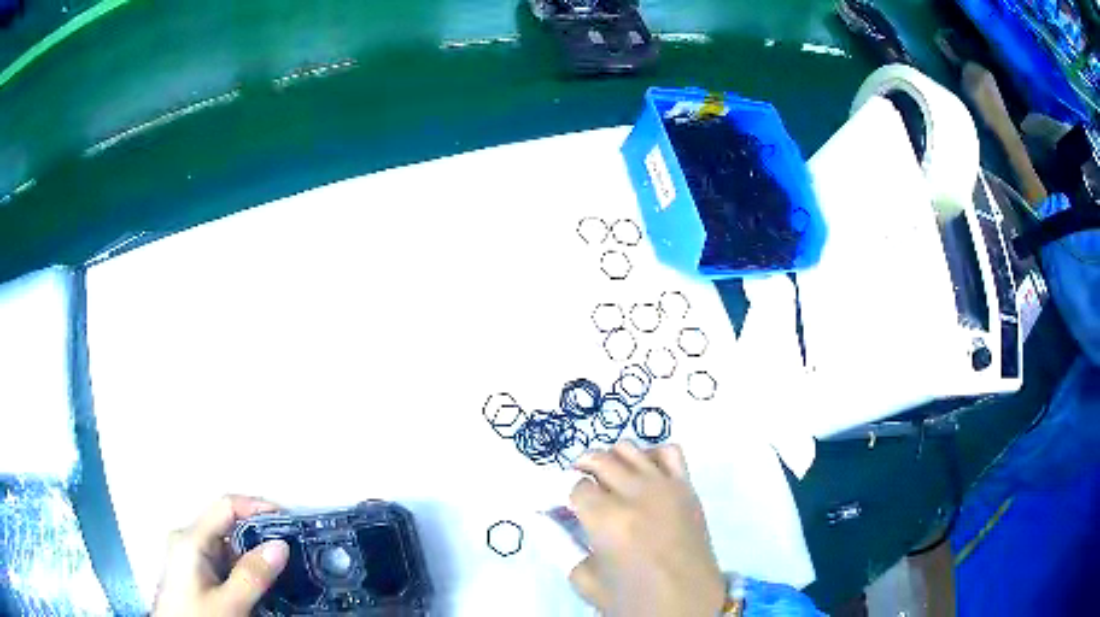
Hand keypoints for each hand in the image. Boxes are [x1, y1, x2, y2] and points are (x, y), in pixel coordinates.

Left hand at [153, 495, 289, 616]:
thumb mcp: (229, 603)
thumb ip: (252, 575)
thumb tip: (281, 545)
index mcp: (191, 538)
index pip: (226, 506)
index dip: (258, 507)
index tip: (290, 521)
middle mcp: (188, 540)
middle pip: (228, 525)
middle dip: (260, 534)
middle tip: (293, 549)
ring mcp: (191, 557)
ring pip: (228, 546)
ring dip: (255, 554)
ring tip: (284, 568)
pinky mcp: (195, 574)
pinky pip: (224, 562)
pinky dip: (245, 568)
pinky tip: (262, 583)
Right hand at [569, 442, 725, 616]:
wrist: (688, 606)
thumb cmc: (634, 601)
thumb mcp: (586, 580)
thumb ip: (558, 545)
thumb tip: (541, 516)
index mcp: (608, 520)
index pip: (574, 486)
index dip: (563, 495)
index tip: (560, 507)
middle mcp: (636, 494)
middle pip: (599, 459)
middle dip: (580, 471)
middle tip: (579, 493)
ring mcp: (666, 486)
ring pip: (629, 448)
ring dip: (611, 460)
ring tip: (607, 481)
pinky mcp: (688, 487)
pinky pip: (669, 451)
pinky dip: (650, 455)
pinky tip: (643, 474)